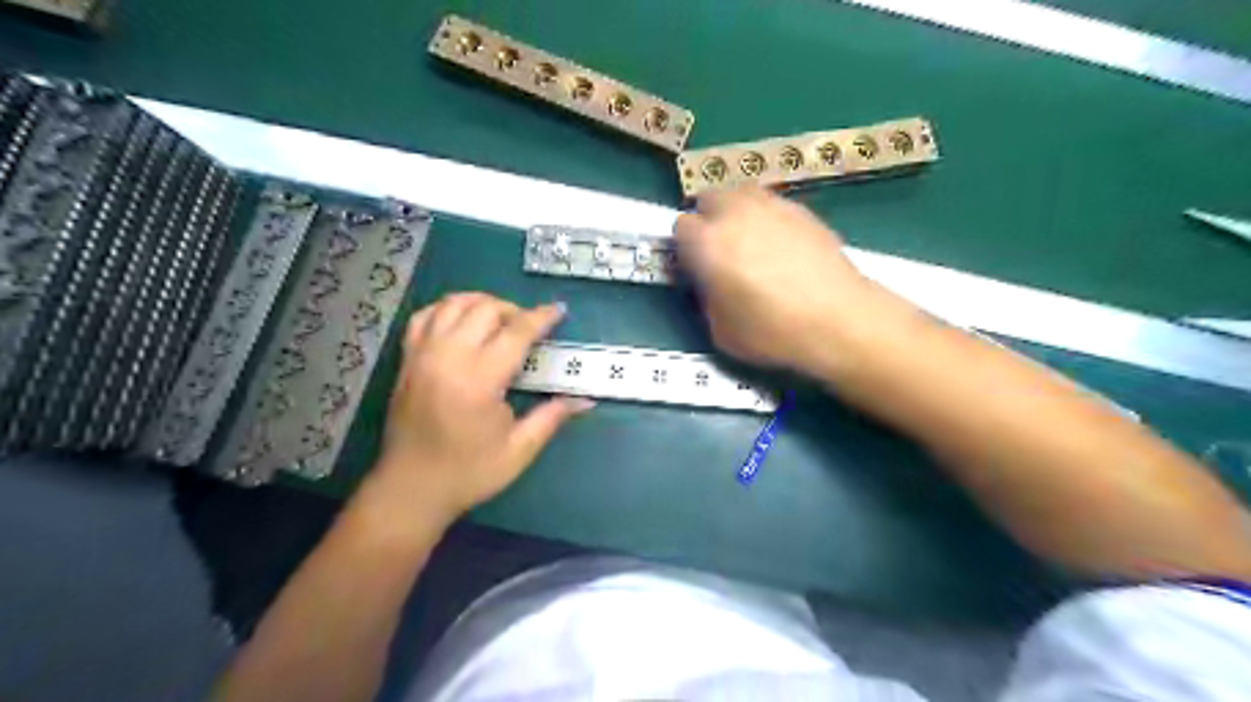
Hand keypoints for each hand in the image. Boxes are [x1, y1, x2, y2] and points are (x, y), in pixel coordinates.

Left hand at [369, 294, 593, 522]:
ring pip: (453, 304)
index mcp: (478, 382)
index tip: (558, 310)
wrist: (410, 489)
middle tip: (529, 328)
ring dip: (482, 303)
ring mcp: (422, 356)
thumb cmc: (468, 473)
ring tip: (499, 320)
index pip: (515, 333)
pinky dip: (447, 309)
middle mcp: (448, 359)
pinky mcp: (407, 360)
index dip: (540, 318)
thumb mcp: (518, 451)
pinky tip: (462, 321)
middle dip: (514, 310)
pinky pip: (425, 316)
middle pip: (485, 310)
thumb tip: (585, 399)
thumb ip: (551, 418)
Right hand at [676, 184, 876, 371]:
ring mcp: (770, 206)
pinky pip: (771, 204)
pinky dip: (767, 218)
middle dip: (708, 220)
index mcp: (707, 243)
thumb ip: (705, 298)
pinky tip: (781, 246)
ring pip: (740, 194)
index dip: (685, 248)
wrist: (837, 319)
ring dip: (736, 212)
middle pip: (708, 198)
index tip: (696, 266)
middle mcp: (735, 214)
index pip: (680, 227)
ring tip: (750, 242)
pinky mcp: (801, 209)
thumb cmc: (772, 332)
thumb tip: (709, 282)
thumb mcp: (720, 331)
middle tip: (720, 250)